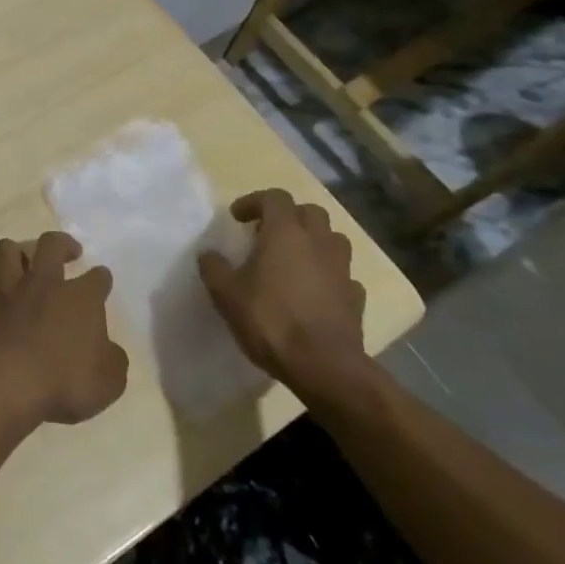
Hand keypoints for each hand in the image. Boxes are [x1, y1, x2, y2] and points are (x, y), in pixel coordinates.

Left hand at [0, 231, 127, 426]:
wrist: (5, 383)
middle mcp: (44, 284)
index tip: (103, 280)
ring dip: (15, 253)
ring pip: (7, 251)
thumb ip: (113, 362)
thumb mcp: (108, 383)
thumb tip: (110, 352)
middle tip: (68, 251)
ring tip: (22, 262)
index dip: (102, 278)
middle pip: (51, 245)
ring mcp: (8, 291)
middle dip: (62, 243)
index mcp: (81, 298)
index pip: (97, 277)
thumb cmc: (63, 381)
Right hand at [198, 189, 371, 406]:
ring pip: (333, 239)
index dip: (254, 201)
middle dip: (289, 217)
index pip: (274, 197)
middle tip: (268, 235)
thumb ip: (214, 267)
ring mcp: (342, 269)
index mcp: (285, 232)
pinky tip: (315, 292)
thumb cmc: (270, 320)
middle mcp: (318, 242)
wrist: (324, 366)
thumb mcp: (226, 294)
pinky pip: (343, 274)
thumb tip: (208, 253)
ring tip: (294, 260)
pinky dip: (329, 275)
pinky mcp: (355, 297)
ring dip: (314, 242)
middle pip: (309, 211)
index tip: (238, 219)